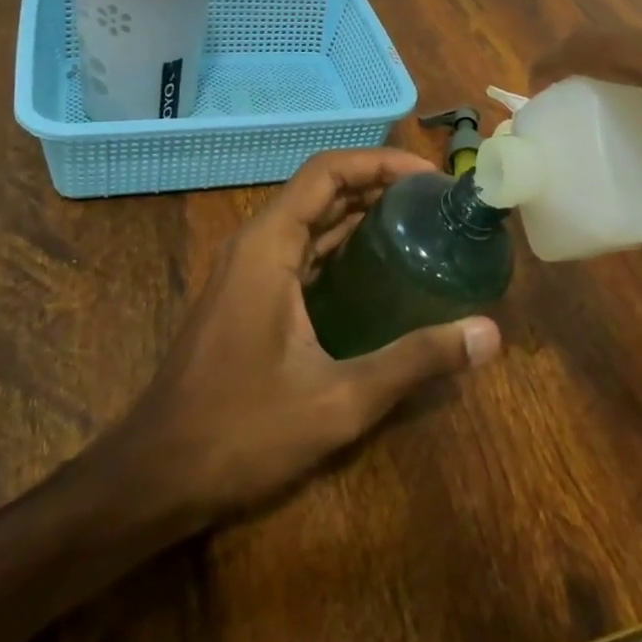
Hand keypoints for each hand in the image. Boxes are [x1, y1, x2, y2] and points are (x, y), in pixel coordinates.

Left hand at [109, 148, 501, 520]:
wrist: (153, 479)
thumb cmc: (240, 432)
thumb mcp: (338, 400)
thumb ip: (415, 361)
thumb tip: (489, 335)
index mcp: (269, 245)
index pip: (328, 171)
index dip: (382, 162)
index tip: (431, 178)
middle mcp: (256, 244)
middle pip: (322, 189)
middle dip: (379, 185)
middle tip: (437, 203)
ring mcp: (248, 270)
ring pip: (311, 220)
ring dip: (361, 214)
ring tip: (421, 226)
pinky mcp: (249, 296)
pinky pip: (302, 251)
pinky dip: (342, 246)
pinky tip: (382, 272)